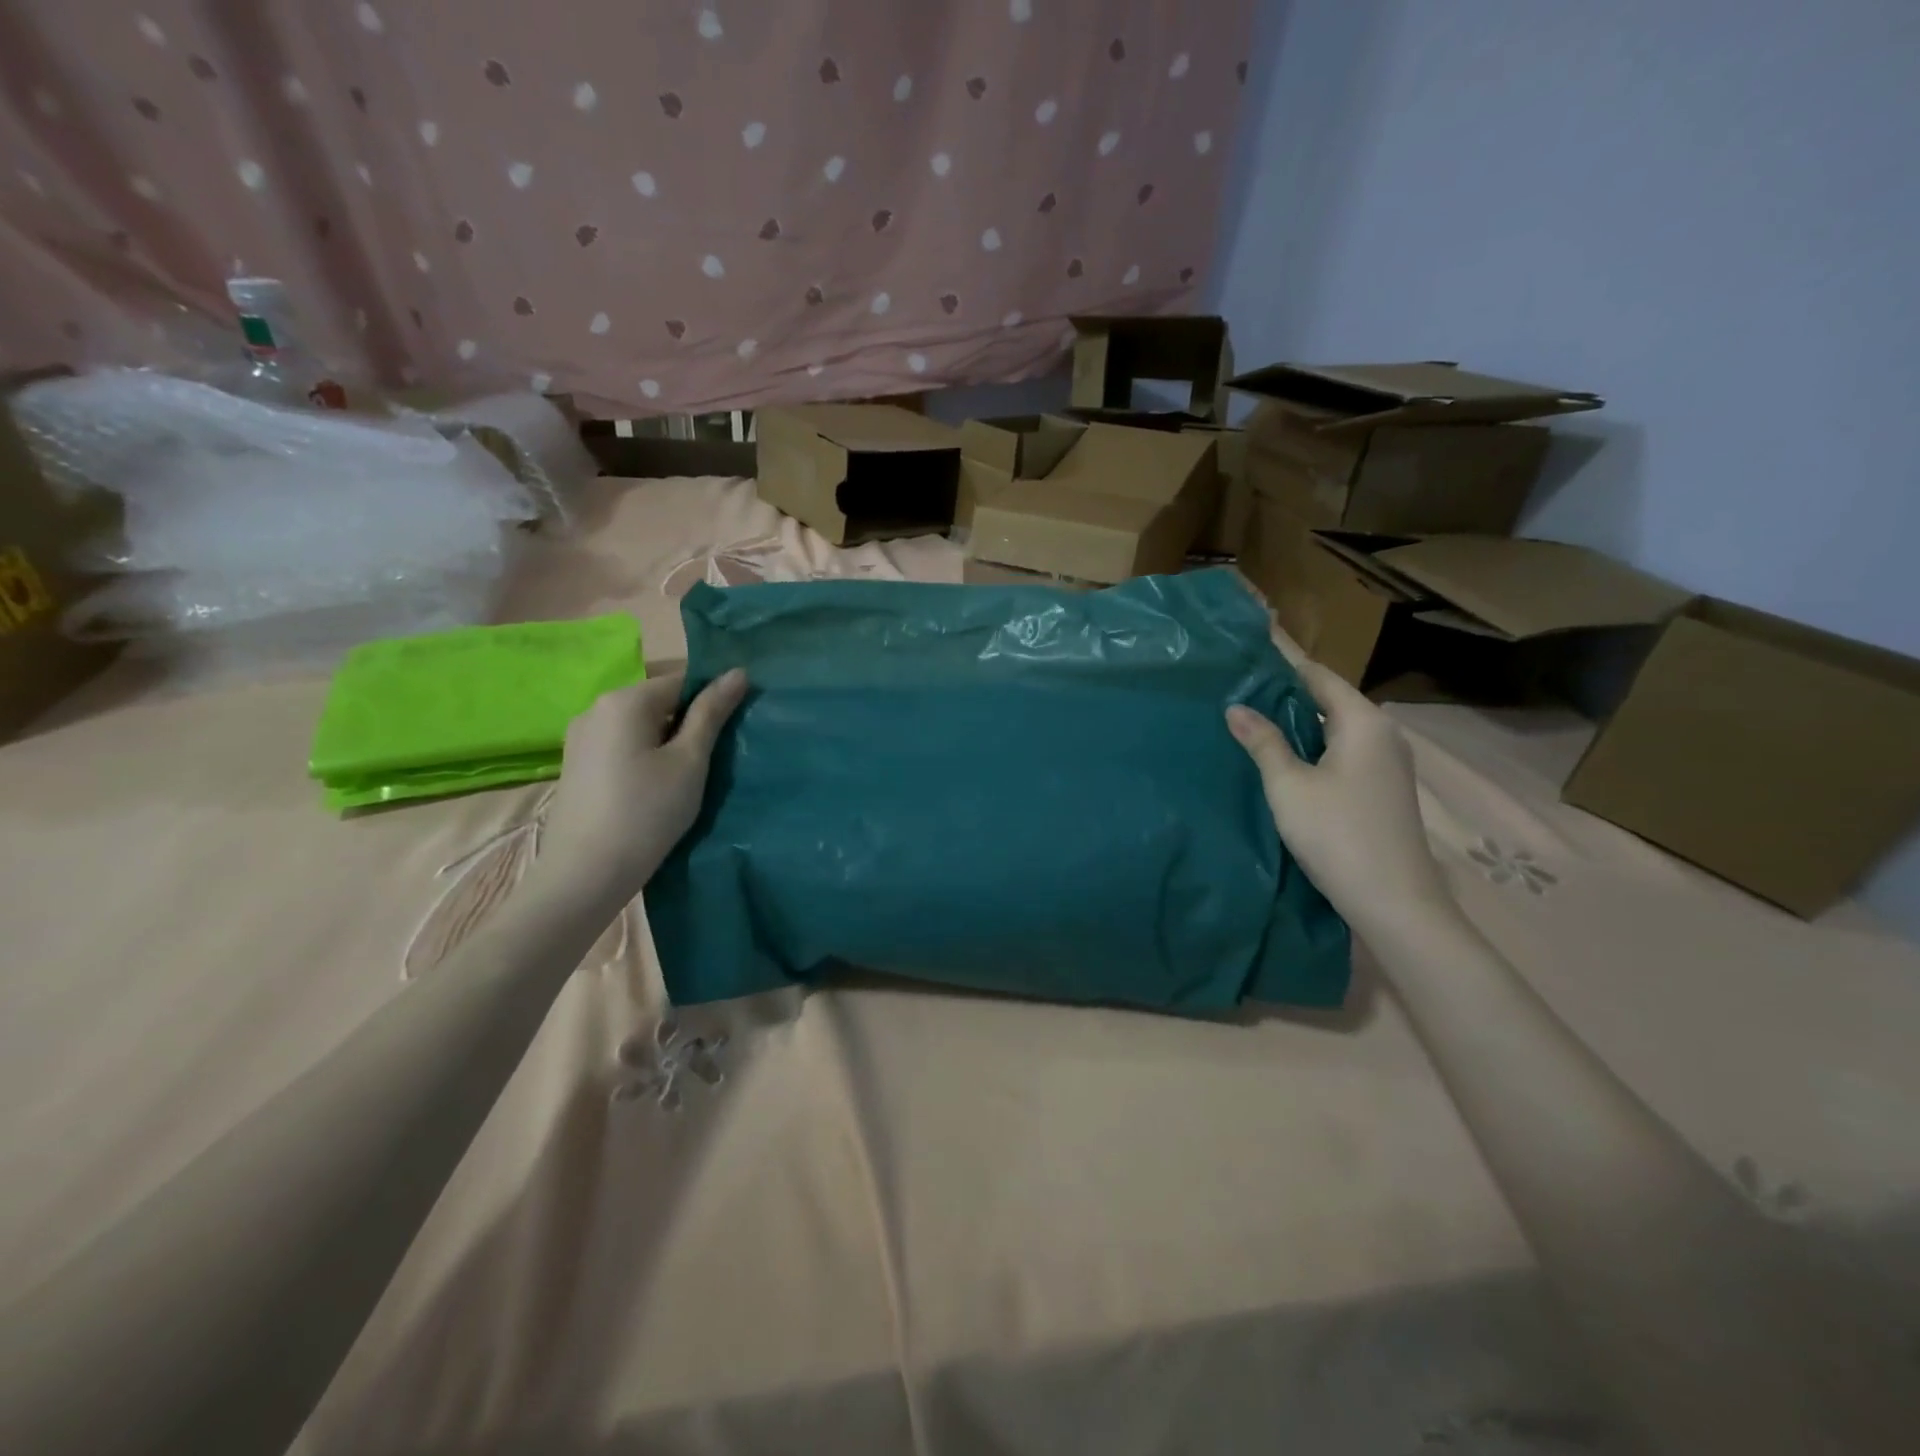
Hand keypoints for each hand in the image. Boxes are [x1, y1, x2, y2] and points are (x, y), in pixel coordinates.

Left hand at [538, 668, 747, 910]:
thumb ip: (712, 713)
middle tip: (712, 760)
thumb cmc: (647, 812)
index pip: (683, 680)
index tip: (731, 733)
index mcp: (625, 700)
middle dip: (688, 723)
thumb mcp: (689, 761)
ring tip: (685, 778)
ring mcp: (580, 737)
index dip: (712, 701)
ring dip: (666, 742)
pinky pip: (620, 745)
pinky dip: (643, 756)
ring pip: (639, 726)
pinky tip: (653, 789)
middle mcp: (596, 708)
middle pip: (658, 701)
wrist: (584, 875)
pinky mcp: (575, 764)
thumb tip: (738, 672)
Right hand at [1226, 636, 1454, 942]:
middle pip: (1329, 700)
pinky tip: (1282, 757)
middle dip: (1285, 693)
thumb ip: (1263, 743)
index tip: (1248, 651)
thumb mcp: (1289, 786)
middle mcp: (1382, 734)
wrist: (1394, 902)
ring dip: (1297, 722)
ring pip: (1335, 728)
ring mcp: (1387, 763)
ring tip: (1251, 718)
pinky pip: (1342, 751)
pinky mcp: (1382, 789)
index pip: (1318, 675)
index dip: (1283, 662)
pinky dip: (1312, 746)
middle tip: (1238, 688)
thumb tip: (1235, 707)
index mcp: (1363, 722)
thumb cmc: (1338, 835)